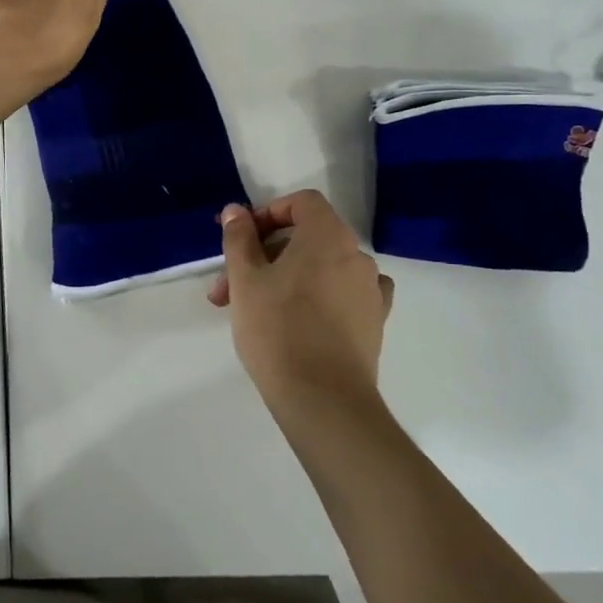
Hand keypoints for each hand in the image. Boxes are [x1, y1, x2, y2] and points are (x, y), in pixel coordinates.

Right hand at [210, 191, 394, 413]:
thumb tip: (236, 211)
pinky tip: (299, 319)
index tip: (241, 239)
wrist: (323, 398)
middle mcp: (357, 255)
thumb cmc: (277, 329)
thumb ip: (239, 238)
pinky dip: (318, 296)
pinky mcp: (374, 322)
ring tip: (253, 310)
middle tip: (228, 288)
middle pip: (307, 238)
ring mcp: (370, 290)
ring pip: (321, 268)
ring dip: (285, 278)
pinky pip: (342, 294)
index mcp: (328, 236)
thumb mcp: (245, 278)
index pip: (302, 203)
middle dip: (264, 255)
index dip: (268, 213)